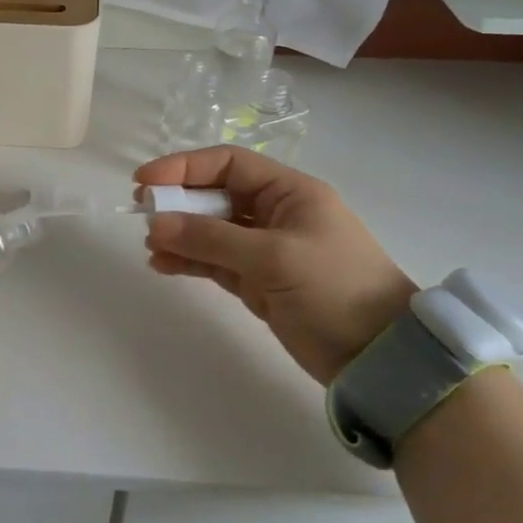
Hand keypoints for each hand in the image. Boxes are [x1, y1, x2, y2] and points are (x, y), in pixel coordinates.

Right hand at [138, 146, 415, 384]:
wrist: (380, 358)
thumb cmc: (335, 289)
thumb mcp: (273, 257)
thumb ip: (211, 238)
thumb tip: (155, 224)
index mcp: (289, 192)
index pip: (227, 164)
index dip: (184, 167)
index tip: (144, 182)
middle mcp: (275, 213)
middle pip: (215, 195)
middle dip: (178, 202)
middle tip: (142, 213)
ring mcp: (266, 249)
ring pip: (211, 230)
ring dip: (180, 234)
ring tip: (150, 246)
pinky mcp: (258, 282)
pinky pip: (214, 261)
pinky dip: (189, 261)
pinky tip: (162, 264)